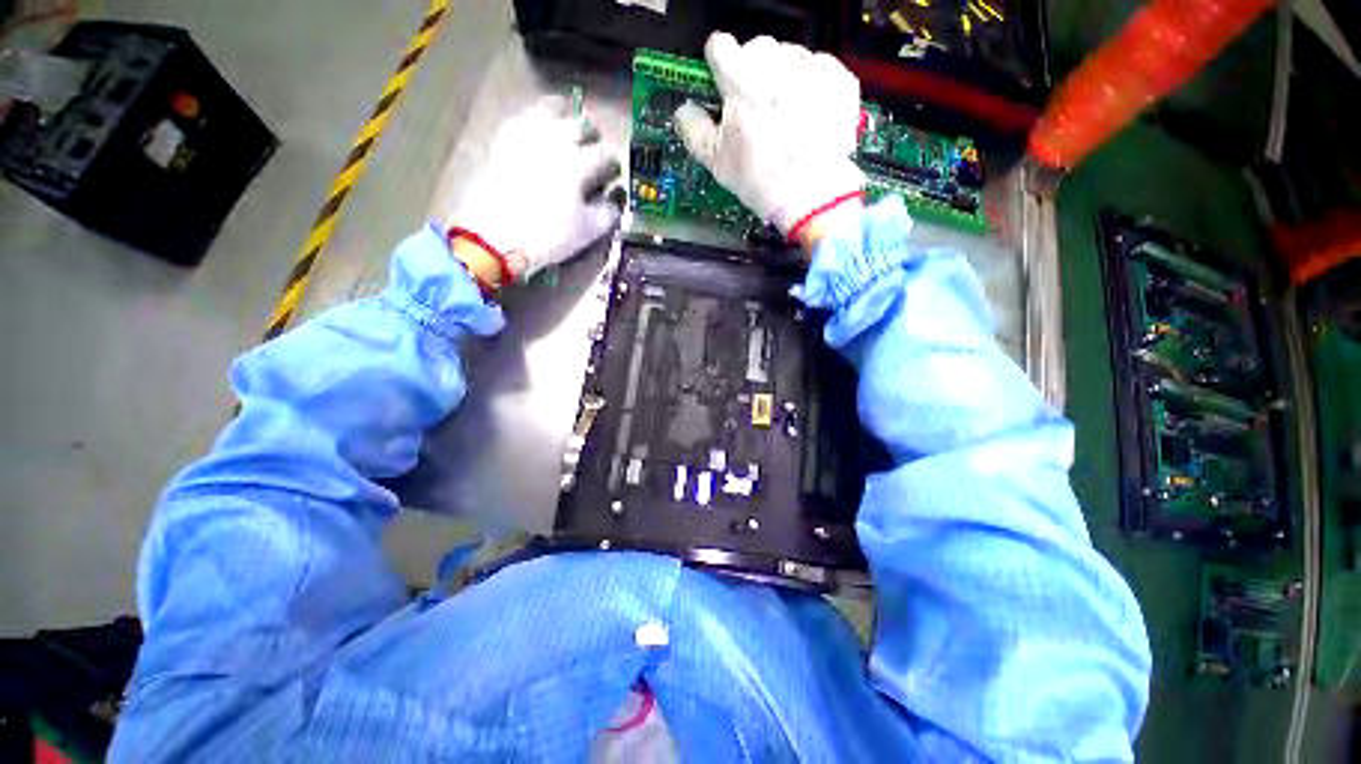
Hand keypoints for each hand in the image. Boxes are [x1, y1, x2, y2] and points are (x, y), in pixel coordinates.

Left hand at [450, 97, 623, 287]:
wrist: (495, 236)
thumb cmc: (547, 235)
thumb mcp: (586, 231)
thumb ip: (608, 214)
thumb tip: (615, 201)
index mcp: (579, 164)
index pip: (605, 155)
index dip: (613, 164)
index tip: (614, 173)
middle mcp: (555, 141)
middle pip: (580, 125)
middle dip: (592, 135)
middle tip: (594, 147)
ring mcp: (527, 136)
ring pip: (550, 110)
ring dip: (565, 115)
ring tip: (568, 124)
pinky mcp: (504, 140)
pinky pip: (524, 117)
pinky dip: (536, 118)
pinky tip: (539, 128)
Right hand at [674, 33, 864, 246]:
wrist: (811, 194)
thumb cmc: (759, 178)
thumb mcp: (715, 161)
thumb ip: (693, 128)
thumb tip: (684, 110)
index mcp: (739, 78)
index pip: (719, 45)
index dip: (719, 65)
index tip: (724, 85)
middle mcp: (775, 62)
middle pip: (756, 49)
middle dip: (752, 71)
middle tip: (756, 108)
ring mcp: (810, 68)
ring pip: (789, 55)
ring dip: (783, 75)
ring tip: (786, 113)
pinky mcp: (839, 79)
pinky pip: (820, 66)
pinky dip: (813, 83)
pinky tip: (809, 111)